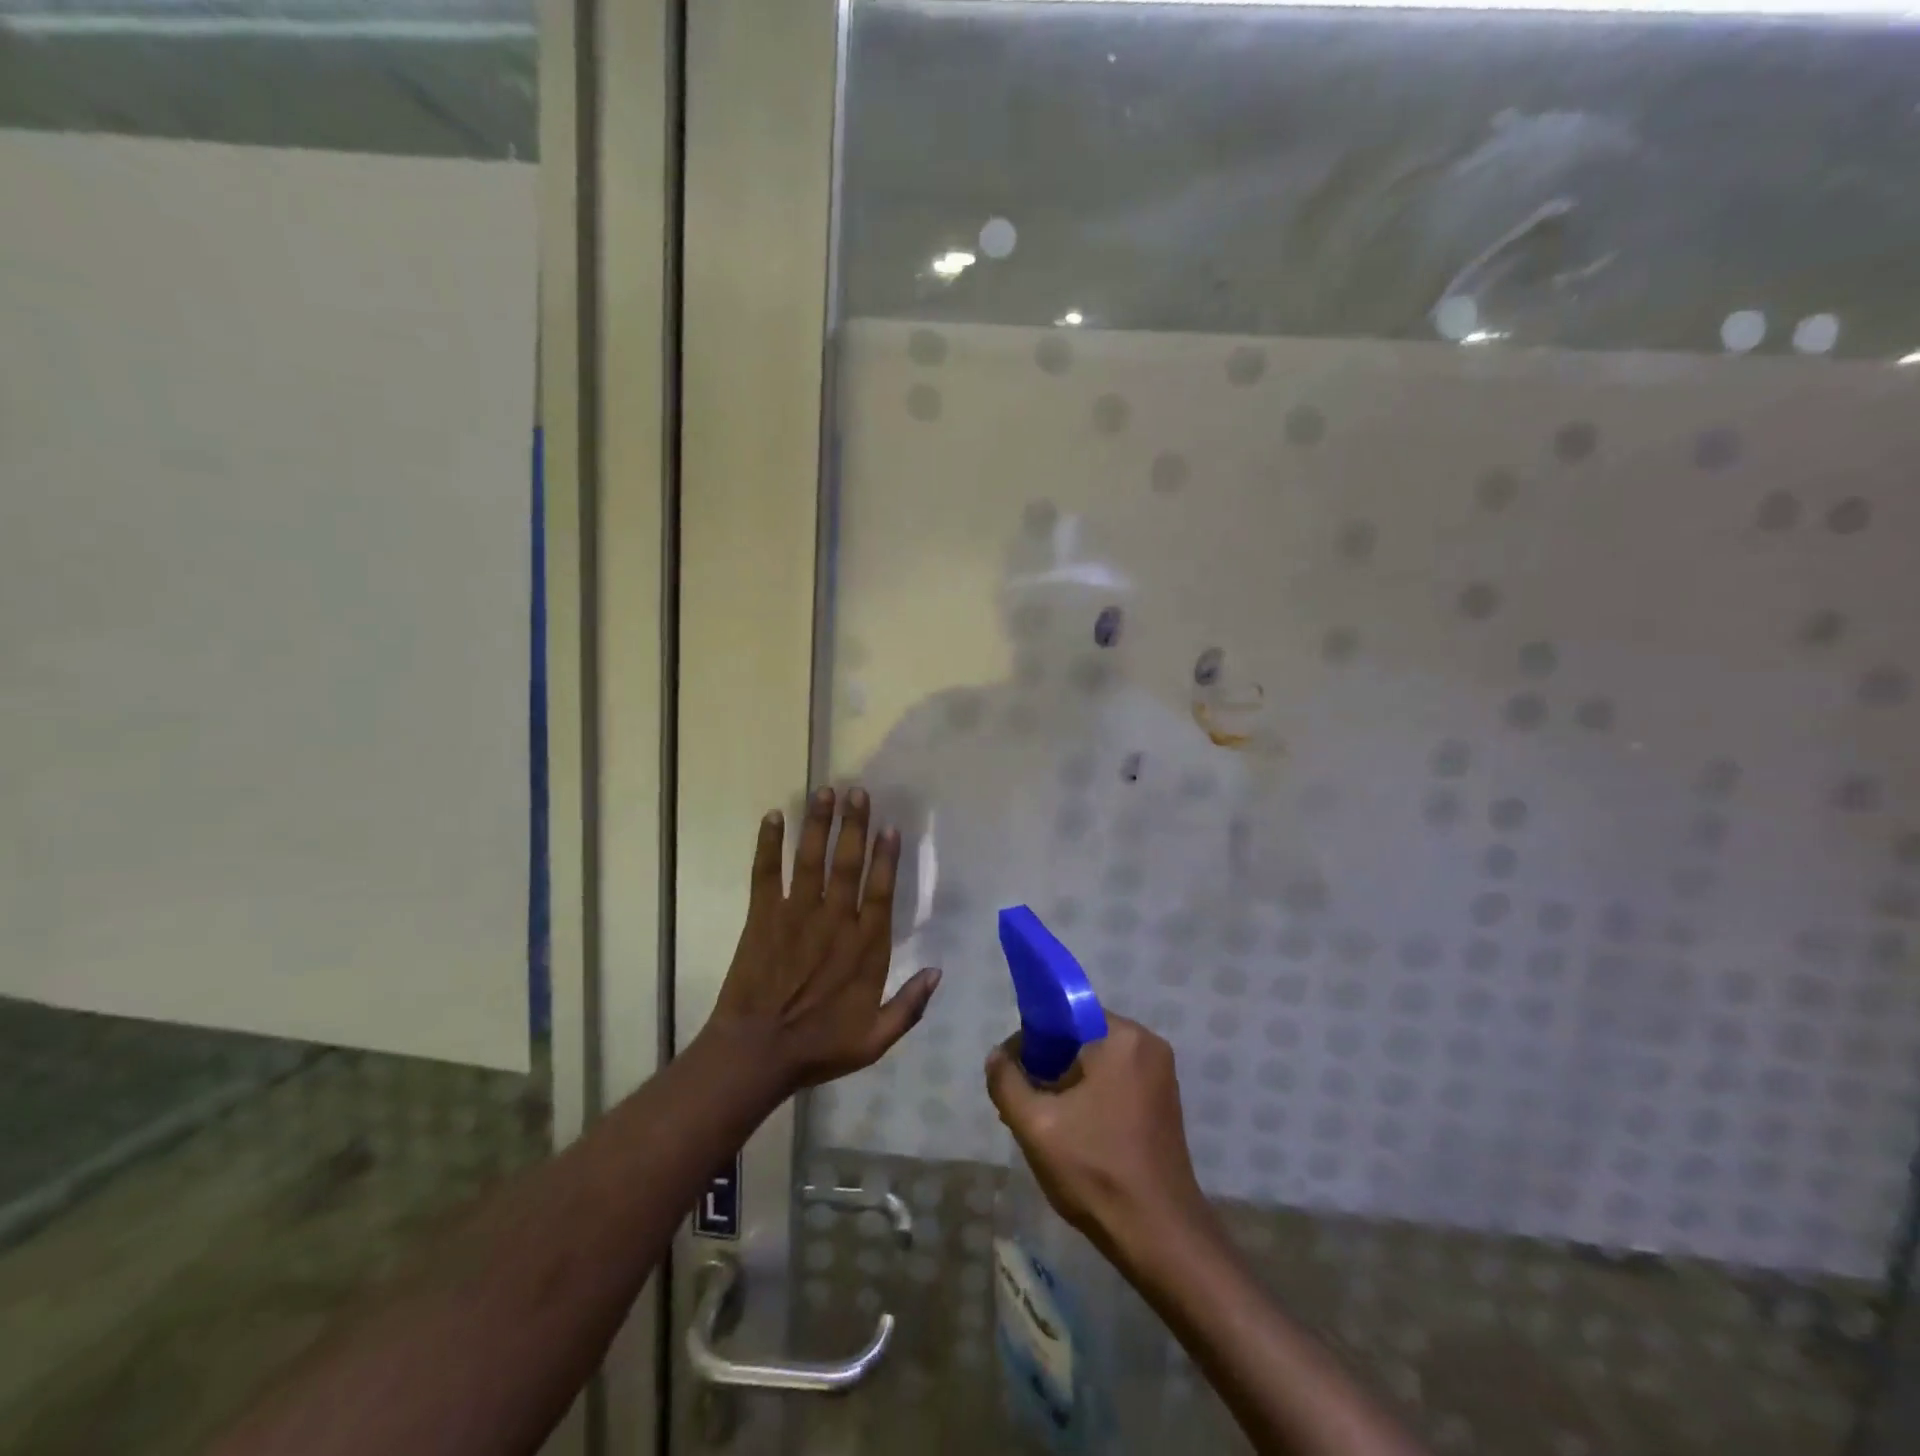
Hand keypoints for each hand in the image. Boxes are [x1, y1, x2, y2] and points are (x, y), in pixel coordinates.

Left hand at [710, 786, 941, 1092]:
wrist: (755, 1054)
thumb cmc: (818, 1047)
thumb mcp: (875, 1039)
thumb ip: (910, 1006)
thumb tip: (938, 971)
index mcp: (864, 947)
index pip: (880, 891)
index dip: (887, 857)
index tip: (890, 827)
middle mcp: (833, 921)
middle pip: (848, 864)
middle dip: (854, 826)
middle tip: (858, 792)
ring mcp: (795, 915)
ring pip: (811, 860)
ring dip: (818, 824)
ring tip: (824, 791)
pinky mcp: (762, 917)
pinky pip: (766, 874)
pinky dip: (769, 845)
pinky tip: (773, 817)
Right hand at [985, 1015, 1209, 1259]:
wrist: (1159, 1237)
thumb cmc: (1096, 1170)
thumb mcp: (1035, 1124)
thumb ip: (1007, 1081)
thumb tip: (997, 1056)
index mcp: (1122, 1037)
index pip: (1065, 1015)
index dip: (1032, 1038)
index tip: (1014, 1071)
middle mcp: (1147, 1045)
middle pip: (1081, 1039)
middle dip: (1048, 1065)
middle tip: (1024, 1103)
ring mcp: (1160, 1075)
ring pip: (1097, 1063)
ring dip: (1067, 1084)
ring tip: (1043, 1121)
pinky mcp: (1163, 1103)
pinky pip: (1116, 1082)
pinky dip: (1091, 1097)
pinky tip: (1072, 1132)